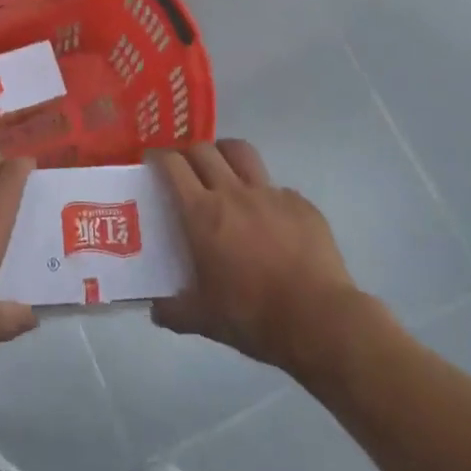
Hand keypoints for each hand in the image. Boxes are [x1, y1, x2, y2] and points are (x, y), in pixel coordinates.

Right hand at [152, 140, 378, 376]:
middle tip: (186, 169)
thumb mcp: (205, 320)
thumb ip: (175, 311)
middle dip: (189, 153)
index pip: (173, 166)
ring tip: (223, 169)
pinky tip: (269, 218)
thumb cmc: (253, 316)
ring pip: (242, 153)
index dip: (159, 157)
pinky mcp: (301, 203)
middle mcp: (233, 192)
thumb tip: (156, 311)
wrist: (319, 320)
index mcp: (203, 213)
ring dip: (226, 154)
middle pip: (204, 150)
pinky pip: (277, 187)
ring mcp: (271, 194)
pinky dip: (265, 194)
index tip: (152, 161)